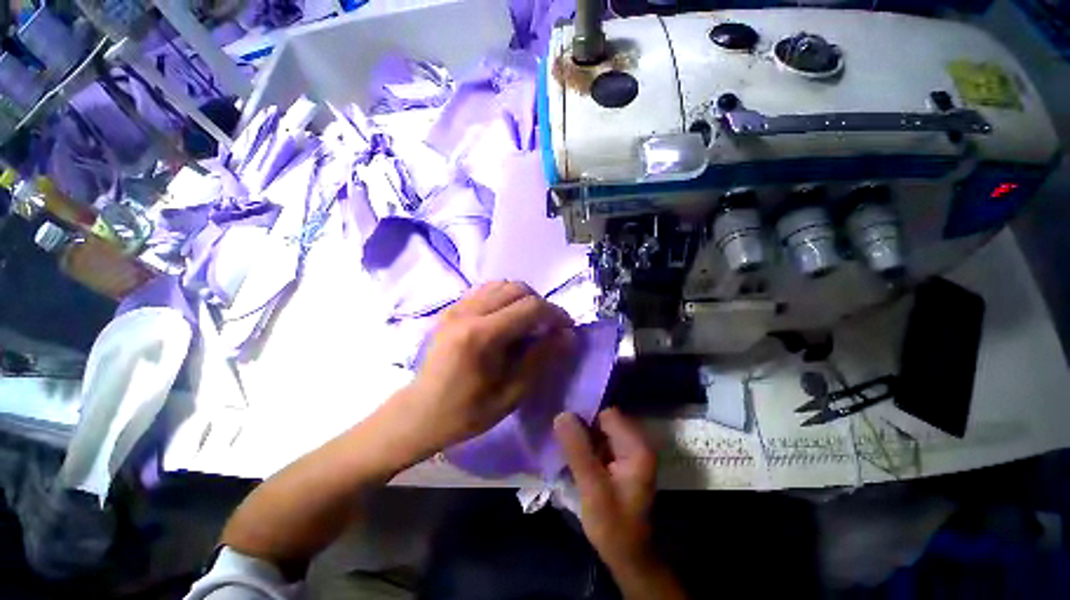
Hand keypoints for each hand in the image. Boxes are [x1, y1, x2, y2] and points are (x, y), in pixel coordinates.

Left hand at [406, 281, 574, 449]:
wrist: (420, 412)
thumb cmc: (467, 411)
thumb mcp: (512, 393)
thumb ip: (541, 358)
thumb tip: (568, 335)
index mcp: (482, 335)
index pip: (530, 307)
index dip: (555, 313)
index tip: (567, 327)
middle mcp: (467, 311)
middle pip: (517, 288)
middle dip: (540, 304)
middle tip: (547, 327)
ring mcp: (456, 307)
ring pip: (501, 284)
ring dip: (522, 298)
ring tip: (527, 322)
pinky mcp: (451, 308)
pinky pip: (485, 289)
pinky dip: (503, 297)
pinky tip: (505, 318)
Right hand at [554, 408, 657, 569]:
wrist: (627, 557)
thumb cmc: (613, 526)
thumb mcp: (592, 488)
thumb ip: (577, 450)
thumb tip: (562, 414)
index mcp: (636, 447)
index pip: (607, 414)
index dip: (584, 414)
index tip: (562, 420)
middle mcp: (635, 443)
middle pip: (603, 420)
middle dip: (580, 424)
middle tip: (557, 431)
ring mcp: (627, 451)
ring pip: (598, 430)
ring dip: (580, 435)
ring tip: (560, 440)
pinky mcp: (618, 460)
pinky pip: (598, 442)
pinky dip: (584, 445)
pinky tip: (569, 451)